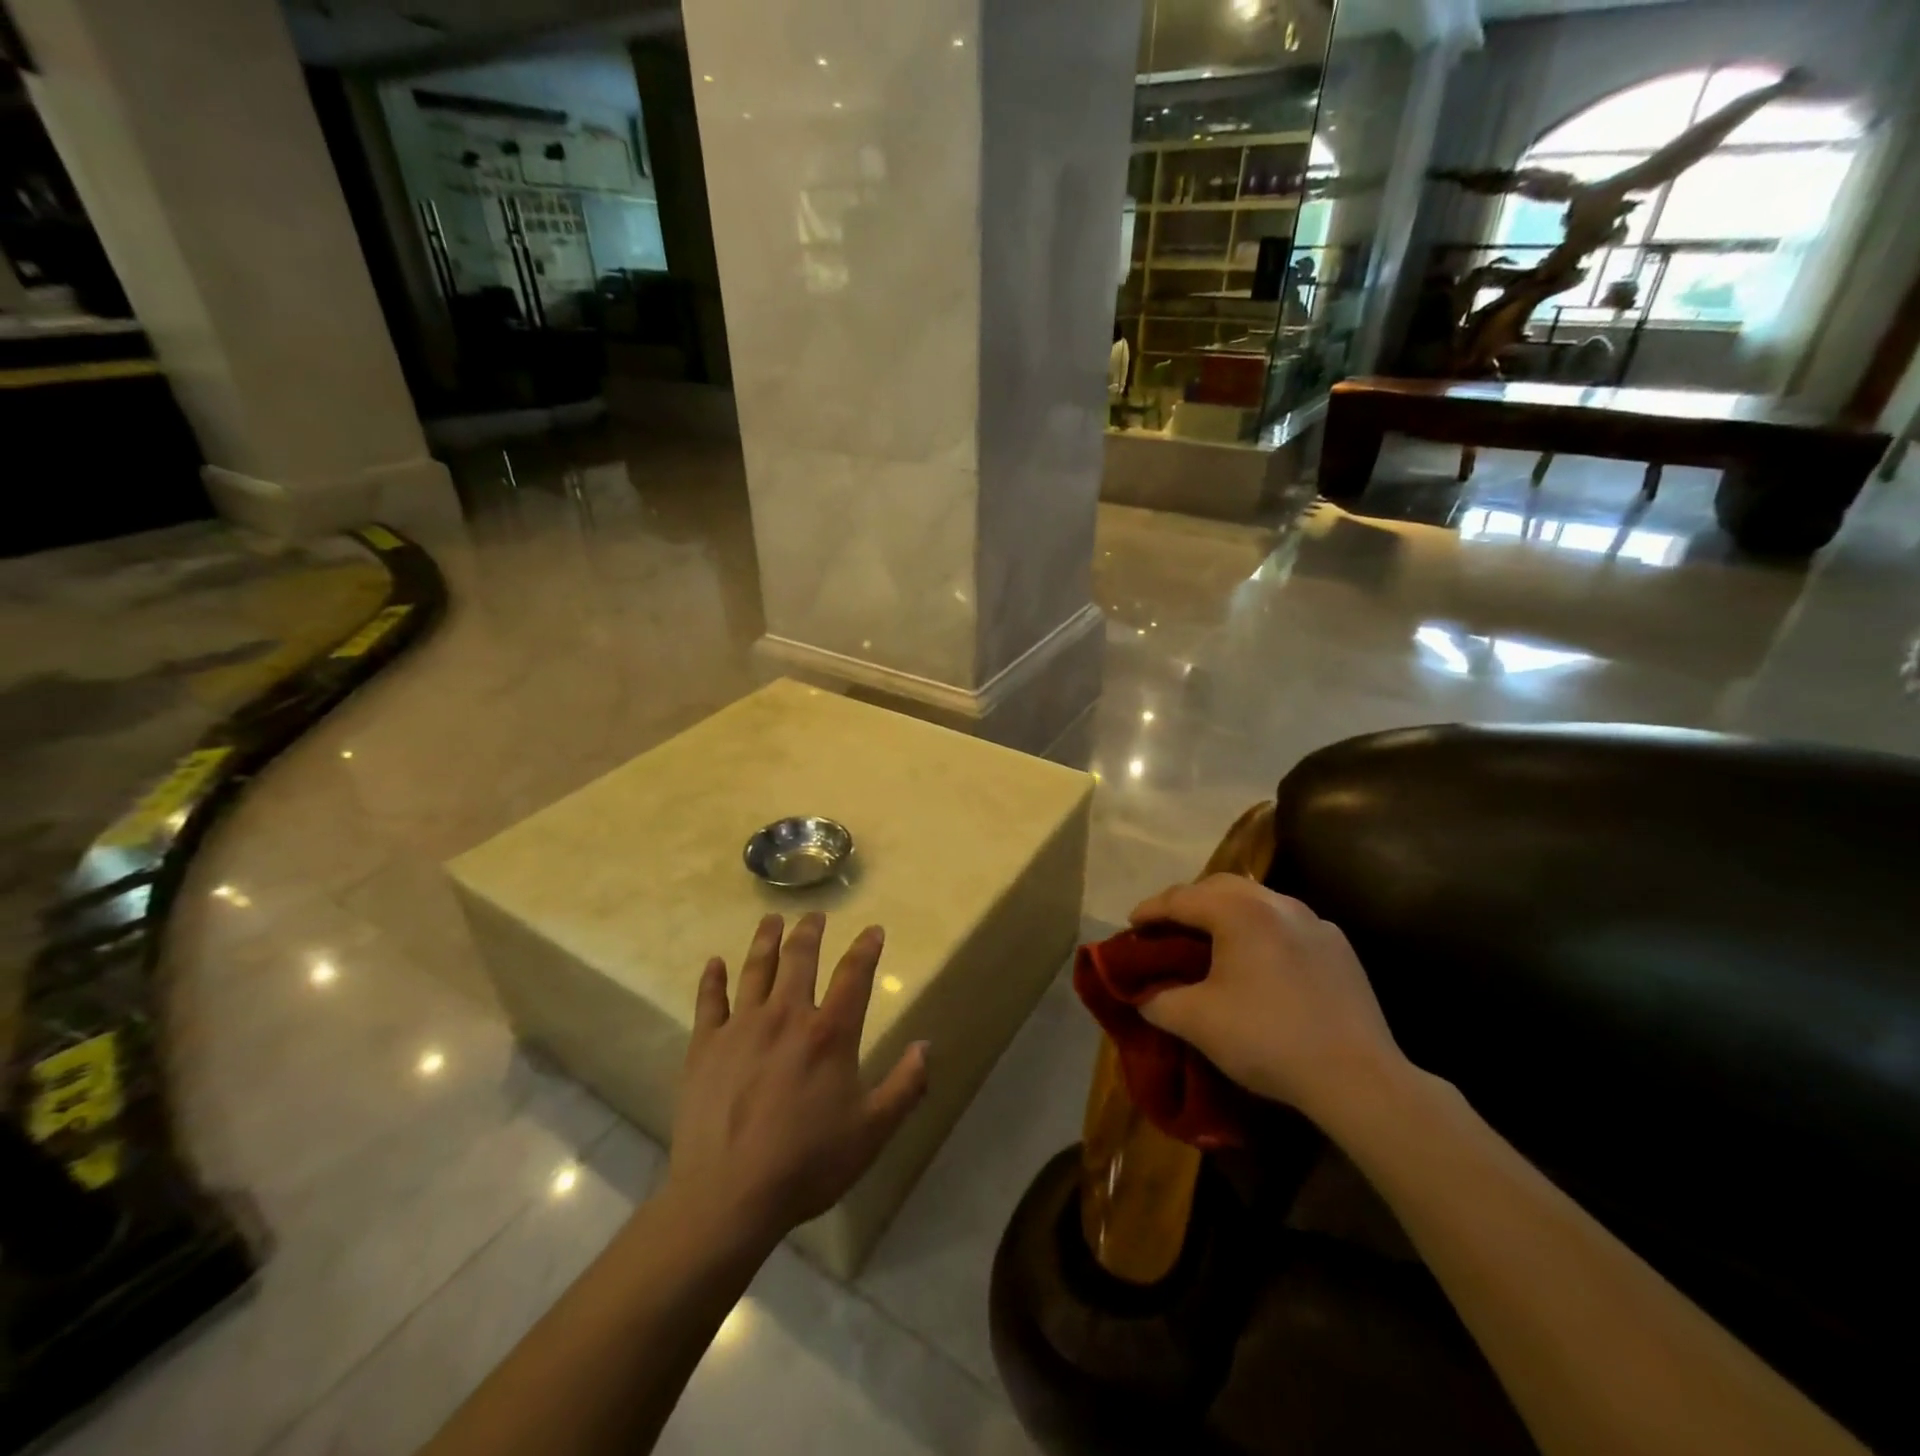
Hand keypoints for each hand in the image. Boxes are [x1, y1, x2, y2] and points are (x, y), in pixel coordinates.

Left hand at [663, 913, 929, 1250]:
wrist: (728, 1197)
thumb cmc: (808, 1164)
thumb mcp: (872, 1131)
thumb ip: (905, 1086)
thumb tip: (927, 1046)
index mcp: (829, 1033)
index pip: (854, 975)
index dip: (866, 948)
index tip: (873, 929)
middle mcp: (786, 1016)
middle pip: (799, 959)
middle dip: (809, 932)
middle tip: (814, 915)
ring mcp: (741, 1028)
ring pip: (756, 969)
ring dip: (766, 940)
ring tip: (771, 920)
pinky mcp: (705, 1047)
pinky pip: (709, 1002)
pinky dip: (712, 979)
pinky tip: (714, 963)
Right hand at [1129, 875, 1406, 1124]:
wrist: (1357, 1078)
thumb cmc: (1267, 1039)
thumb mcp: (1196, 1022)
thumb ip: (1157, 1001)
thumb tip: (1143, 995)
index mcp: (1239, 912)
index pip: (1181, 898)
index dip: (1150, 910)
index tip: (1130, 926)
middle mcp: (1277, 903)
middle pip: (1220, 887)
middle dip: (1188, 902)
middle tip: (1167, 927)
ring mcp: (1314, 922)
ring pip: (1257, 902)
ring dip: (1226, 913)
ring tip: (1210, 939)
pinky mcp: (1339, 947)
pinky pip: (1287, 924)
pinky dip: (1261, 931)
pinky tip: (1259, 961)